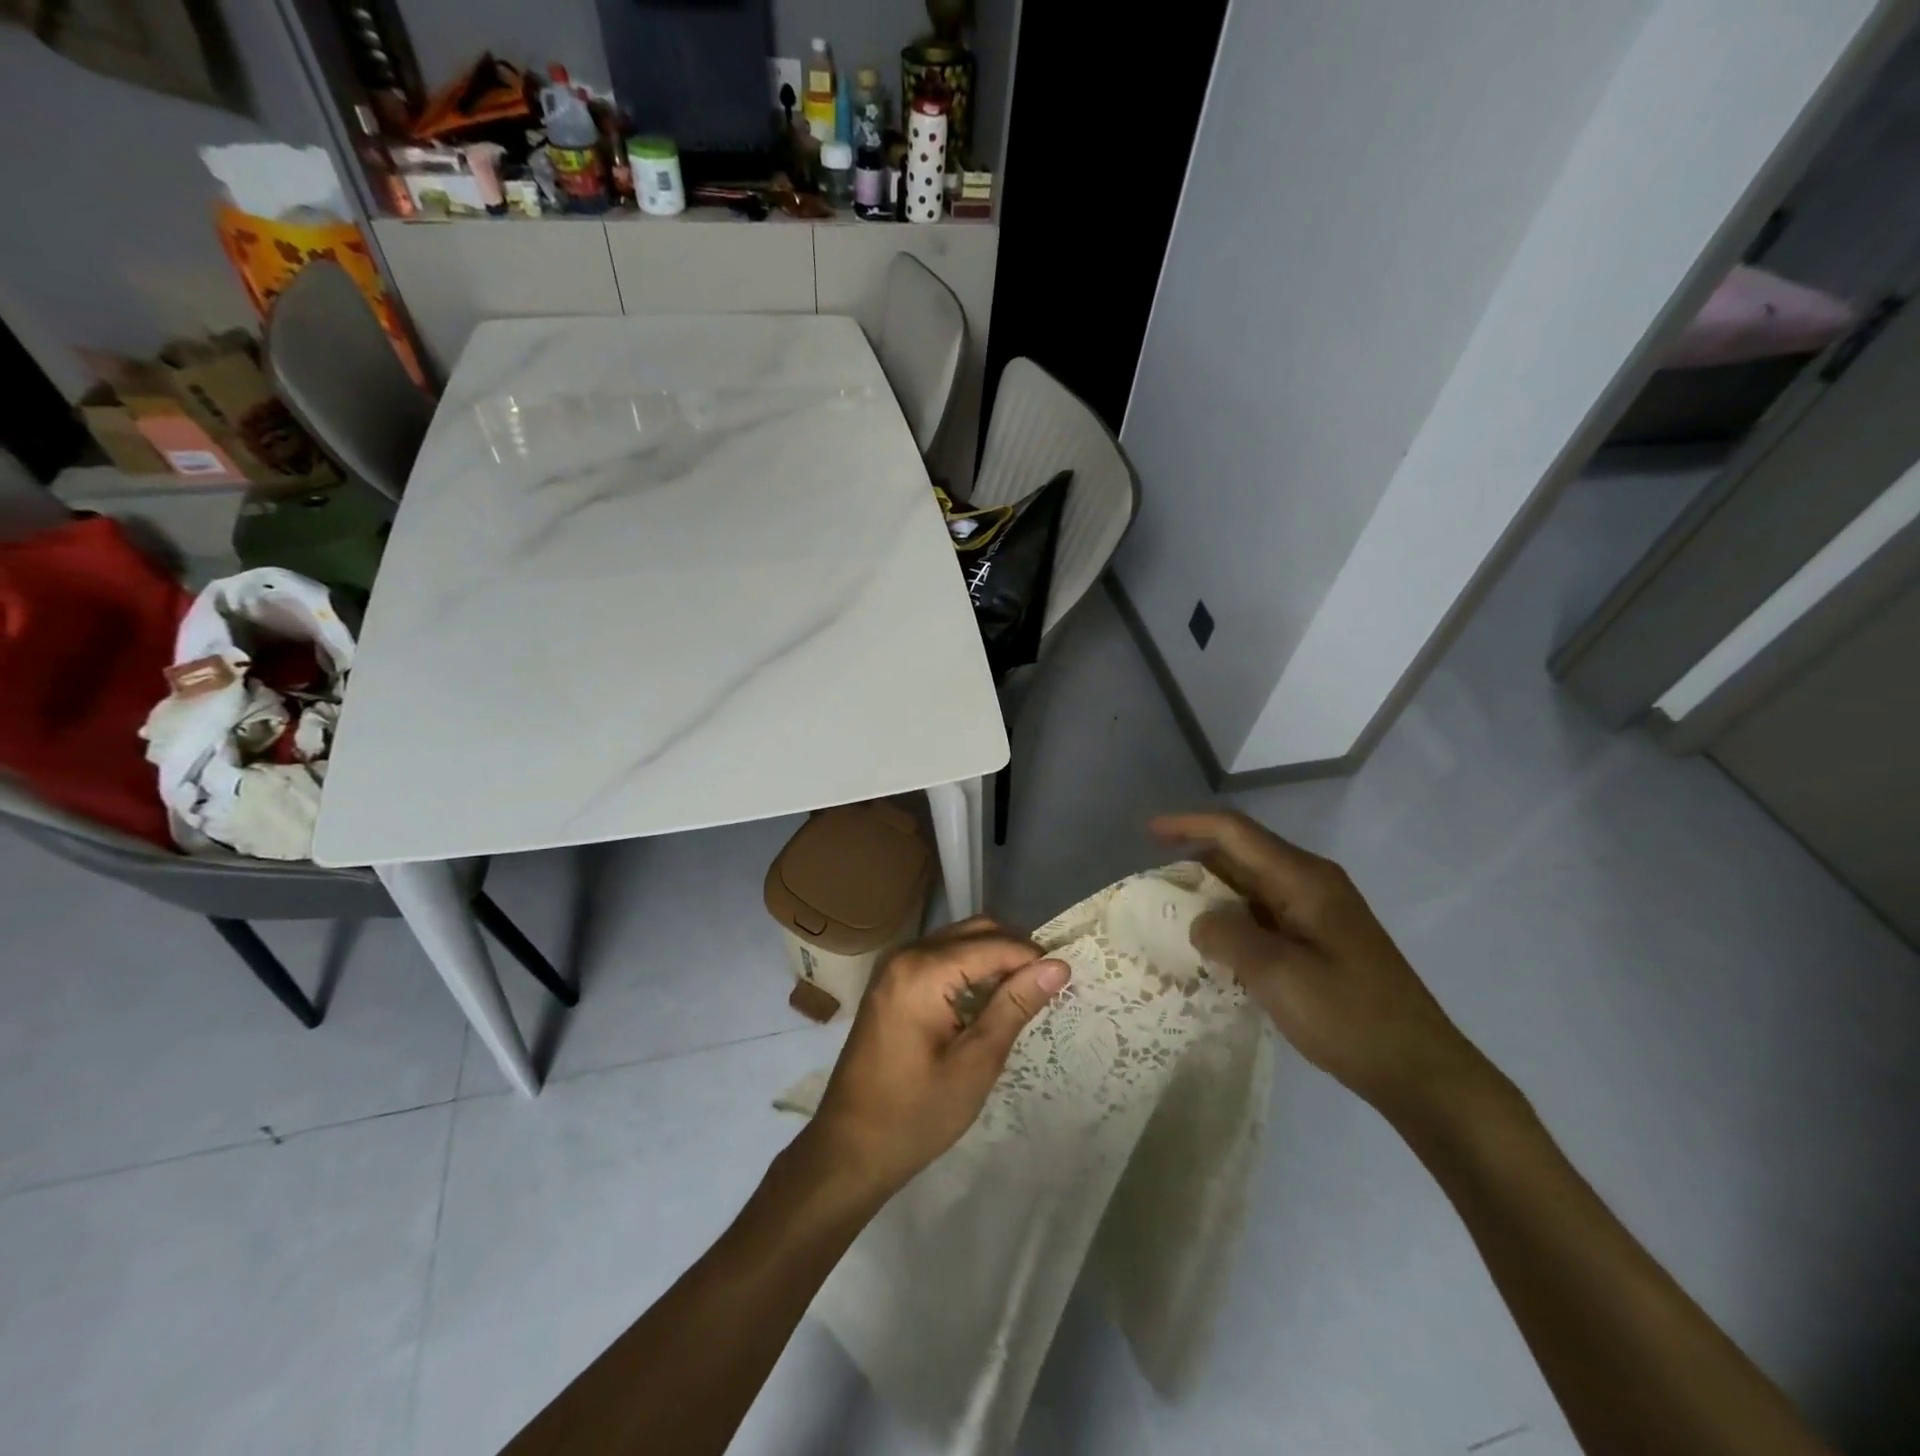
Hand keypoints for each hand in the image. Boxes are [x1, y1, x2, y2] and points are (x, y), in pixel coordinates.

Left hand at [804, 917, 1070, 1199]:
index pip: (992, 944)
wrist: (849, 1149)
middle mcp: (906, 954)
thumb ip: (1014, 1006)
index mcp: (922, 971)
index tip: (1065, 980)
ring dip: (993, 958)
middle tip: (1047, 987)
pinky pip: (940, 957)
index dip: (1032, 958)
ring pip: (958, 940)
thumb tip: (1058, 966)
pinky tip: (987, 1000)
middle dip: (1014, 951)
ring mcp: (894, 966)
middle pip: (974, 931)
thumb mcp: (975, 1063)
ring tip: (1024, 994)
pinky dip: (969, 968)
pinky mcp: (891, 982)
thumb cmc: (915, 1114)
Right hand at [1151, 811, 1488, 1113]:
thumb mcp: (1277, 974)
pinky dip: (1233, 922)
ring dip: (1213, 896)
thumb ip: (1227, 936)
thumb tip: (1200, 921)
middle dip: (1195, 863)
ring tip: (1173, 917)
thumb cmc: (1349, 1016)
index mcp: (1303, 879)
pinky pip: (1264, 915)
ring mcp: (1318, 913)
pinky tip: (1213, 948)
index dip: (1188, 825)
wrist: (1421, 1071)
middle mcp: (1311, 884)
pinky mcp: (1320, 941)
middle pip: (1242, 855)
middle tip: (1153, 888)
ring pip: (1251, 887)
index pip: (1235, 832)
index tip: (1147, 833)